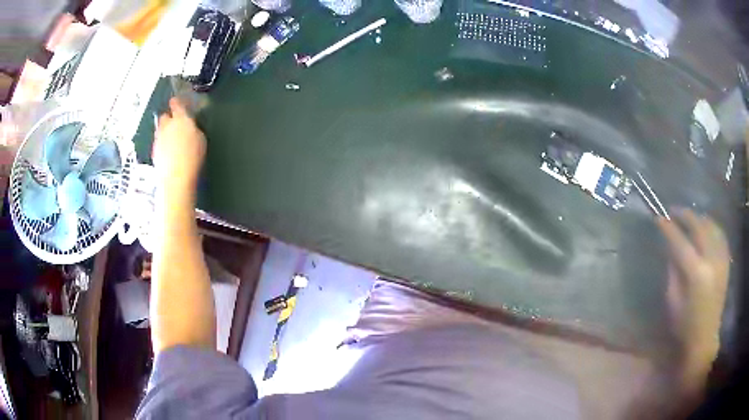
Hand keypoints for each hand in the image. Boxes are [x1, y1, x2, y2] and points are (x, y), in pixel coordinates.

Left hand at [152, 97, 205, 199]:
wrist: (176, 178)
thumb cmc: (192, 157)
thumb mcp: (201, 139)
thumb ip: (194, 128)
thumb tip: (190, 127)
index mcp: (180, 119)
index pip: (176, 104)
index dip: (177, 102)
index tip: (178, 102)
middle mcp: (166, 126)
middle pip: (164, 116)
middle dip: (169, 118)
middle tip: (176, 124)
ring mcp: (158, 139)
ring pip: (160, 130)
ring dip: (165, 132)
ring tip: (174, 140)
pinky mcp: (154, 151)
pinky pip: (158, 142)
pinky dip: (163, 144)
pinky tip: (170, 153)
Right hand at [657, 210, 729, 373]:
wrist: (705, 337)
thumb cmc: (685, 326)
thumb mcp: (673, 301)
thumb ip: (673, 271)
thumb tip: (671, 248)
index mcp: (696, 274)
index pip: (680, 242)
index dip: (668, 228)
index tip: (658, 216)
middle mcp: (711, 260)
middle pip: (699, 226)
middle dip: (685, 215)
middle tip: (673, 211)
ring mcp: (721, 259)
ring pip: (711, 226)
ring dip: (699, 218)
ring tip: (689, 218)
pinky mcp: (726, 262)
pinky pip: (720, 234)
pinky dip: (712, 226)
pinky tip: (706, 227)